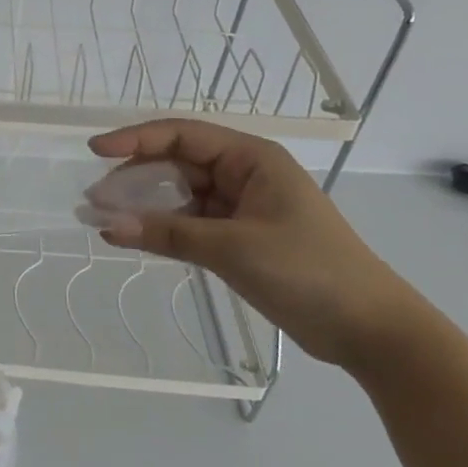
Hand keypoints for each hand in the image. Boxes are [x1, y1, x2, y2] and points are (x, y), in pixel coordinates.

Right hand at [85, 120, 426, 370]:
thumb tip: (106, 225)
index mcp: (251, 159)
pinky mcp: (237, 237)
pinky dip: (160, 227)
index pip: (182, 135)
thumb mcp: (233, 248)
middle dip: (133, 177)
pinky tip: (132, 236)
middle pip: (175, 162)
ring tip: (104, 218)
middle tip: (95, 198)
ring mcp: (239, 207)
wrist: (372, 331)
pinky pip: (187, 222)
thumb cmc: (310, 271)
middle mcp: (243, 174)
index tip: (95, 152)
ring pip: (178, 194)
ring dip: (143, 205)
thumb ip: (167, 233)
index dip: (135, 139)